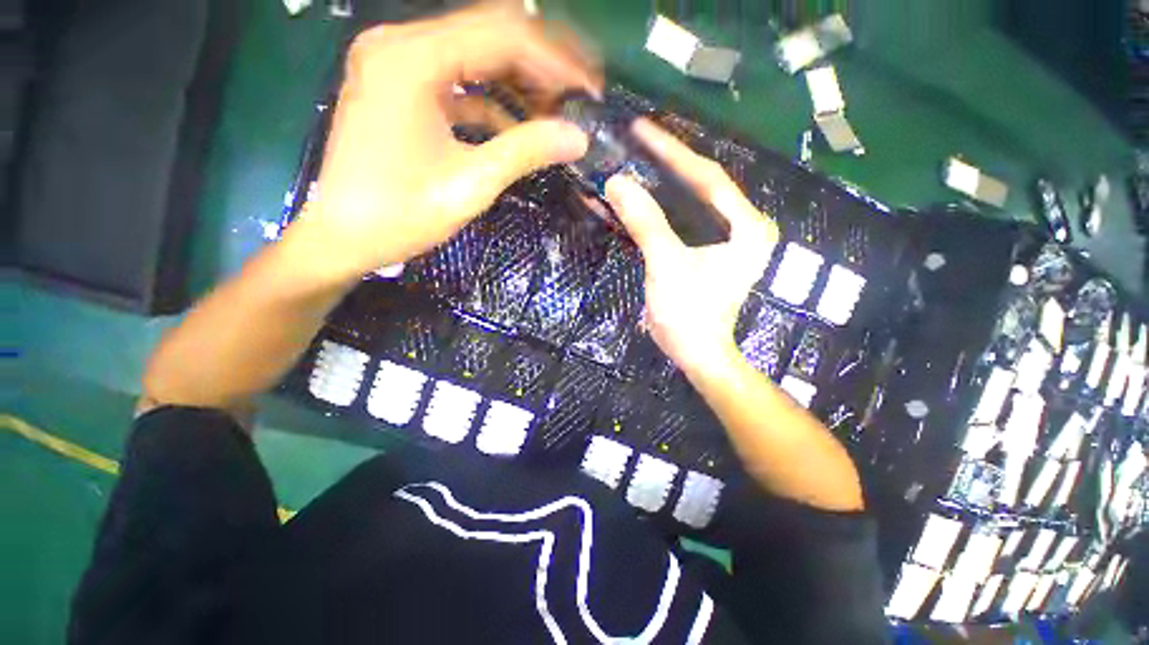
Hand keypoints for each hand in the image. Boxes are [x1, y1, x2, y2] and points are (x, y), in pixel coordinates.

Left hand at [288, 4, 599, 285]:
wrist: (343, 238)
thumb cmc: (401, 215)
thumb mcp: (471, 185)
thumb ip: (525, 152)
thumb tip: (578, 137)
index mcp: (411, 60)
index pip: (502, 36)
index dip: (554, 62)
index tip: (589, 90)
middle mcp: (400, 45)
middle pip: (488, 34)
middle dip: (541, 64)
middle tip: (578, 95)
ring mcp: (396, 63)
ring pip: (474, 55)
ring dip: (518, 81)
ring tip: (554, 112)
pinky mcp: (398, 86)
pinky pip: (456, 80)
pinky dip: (491, 100)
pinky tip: (517, 126)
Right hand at [605, 119, 778, 373]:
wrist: (695, 354)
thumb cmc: (690, 314)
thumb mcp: (667, 266)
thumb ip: (646, 223)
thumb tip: (617, 182)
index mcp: (745, 226)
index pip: (708, 177)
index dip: (673, 153)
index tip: (643, 130)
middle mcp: (739, 227)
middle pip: (697, 187)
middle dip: (664, 166)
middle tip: (633, 143)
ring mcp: (720, 240)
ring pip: (684, 205)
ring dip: (655, 189)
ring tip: (628, 165)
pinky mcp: (701, 252)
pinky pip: (676, 224)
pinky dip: (653, 215)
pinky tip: (631, 203)